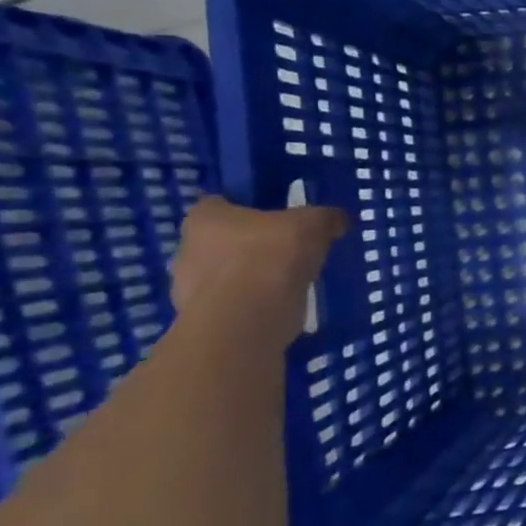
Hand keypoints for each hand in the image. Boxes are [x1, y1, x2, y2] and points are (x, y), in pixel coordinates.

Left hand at [169, 197, 348, 347]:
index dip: (253, 208)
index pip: (224, 203)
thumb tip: (337, 220)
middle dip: (254, 245)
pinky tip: (281, 307)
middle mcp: (187, 248)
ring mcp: (189, 289)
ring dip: (254, 278)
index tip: (281, 219)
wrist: (246, 323)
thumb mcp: (313, 225)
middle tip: (290, 252)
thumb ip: (326, 217)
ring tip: (290, 284)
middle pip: (226, 240)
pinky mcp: (204, 320)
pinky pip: (234, 305)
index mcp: (205, 217)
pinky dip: (254, 305)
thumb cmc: (271, 258)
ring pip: (228, 275)